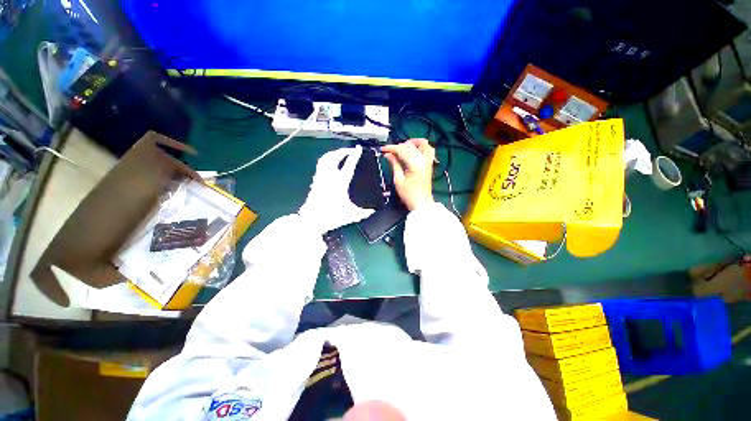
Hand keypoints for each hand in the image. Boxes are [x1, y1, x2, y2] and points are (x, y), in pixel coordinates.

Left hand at [298, 145, 374, 233]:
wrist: (312, 220)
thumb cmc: (332, 216)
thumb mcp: (351, 215)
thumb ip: (364, 213)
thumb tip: (373, 211)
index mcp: (340, 183)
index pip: (348, 165)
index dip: (354, 155)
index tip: (358, 148)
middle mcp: (329, 177)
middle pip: (334, 157)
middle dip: (343, 151)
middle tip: (350, 150)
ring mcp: (321, 178)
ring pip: (325, 159)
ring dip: (333, 153)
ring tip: (339, 153)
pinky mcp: (315, 181)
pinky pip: (320, 165)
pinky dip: (326, 160)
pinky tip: (329, 163)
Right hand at [382, 139, 434, 210]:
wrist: (421, 204)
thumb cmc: (409, 194)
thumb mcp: (398, 180)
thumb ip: (394, 164)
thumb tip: (388, 154)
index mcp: (415, 164)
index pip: (402, 150)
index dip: (391, 148)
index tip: (382, 149)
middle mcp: (423, 160)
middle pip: (411, 146)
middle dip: (399, 146)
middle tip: (390, 151)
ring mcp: (428, 162)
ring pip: (423, 144)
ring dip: (413, 143)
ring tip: (403, 147)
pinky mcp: (429, 165)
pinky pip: (429, 150)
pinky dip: (421, 147)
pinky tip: (414, 150)